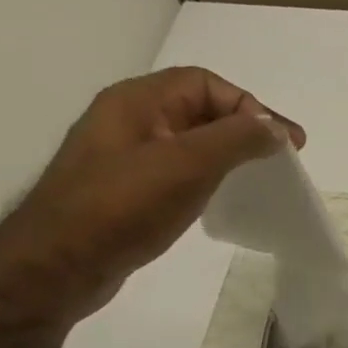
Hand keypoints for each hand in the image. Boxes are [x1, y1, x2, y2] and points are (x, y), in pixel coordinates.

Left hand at [0, 68, 303, 333]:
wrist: (60, 263)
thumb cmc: (123, 206)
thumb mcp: (188, 164)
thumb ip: (237, 139)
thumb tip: (275, 129)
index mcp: (137, 101)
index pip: (206, 84)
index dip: (251, 107)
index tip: (286, 144)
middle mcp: (130, 120)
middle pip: (200, 108)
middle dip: (245, 128)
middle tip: (282, 160)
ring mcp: (127, 156)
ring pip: (192, 140)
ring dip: (231, 152)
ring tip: (260, 178)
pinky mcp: (129, 189)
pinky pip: (180, 168)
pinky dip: (211, 175)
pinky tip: (223, 197)